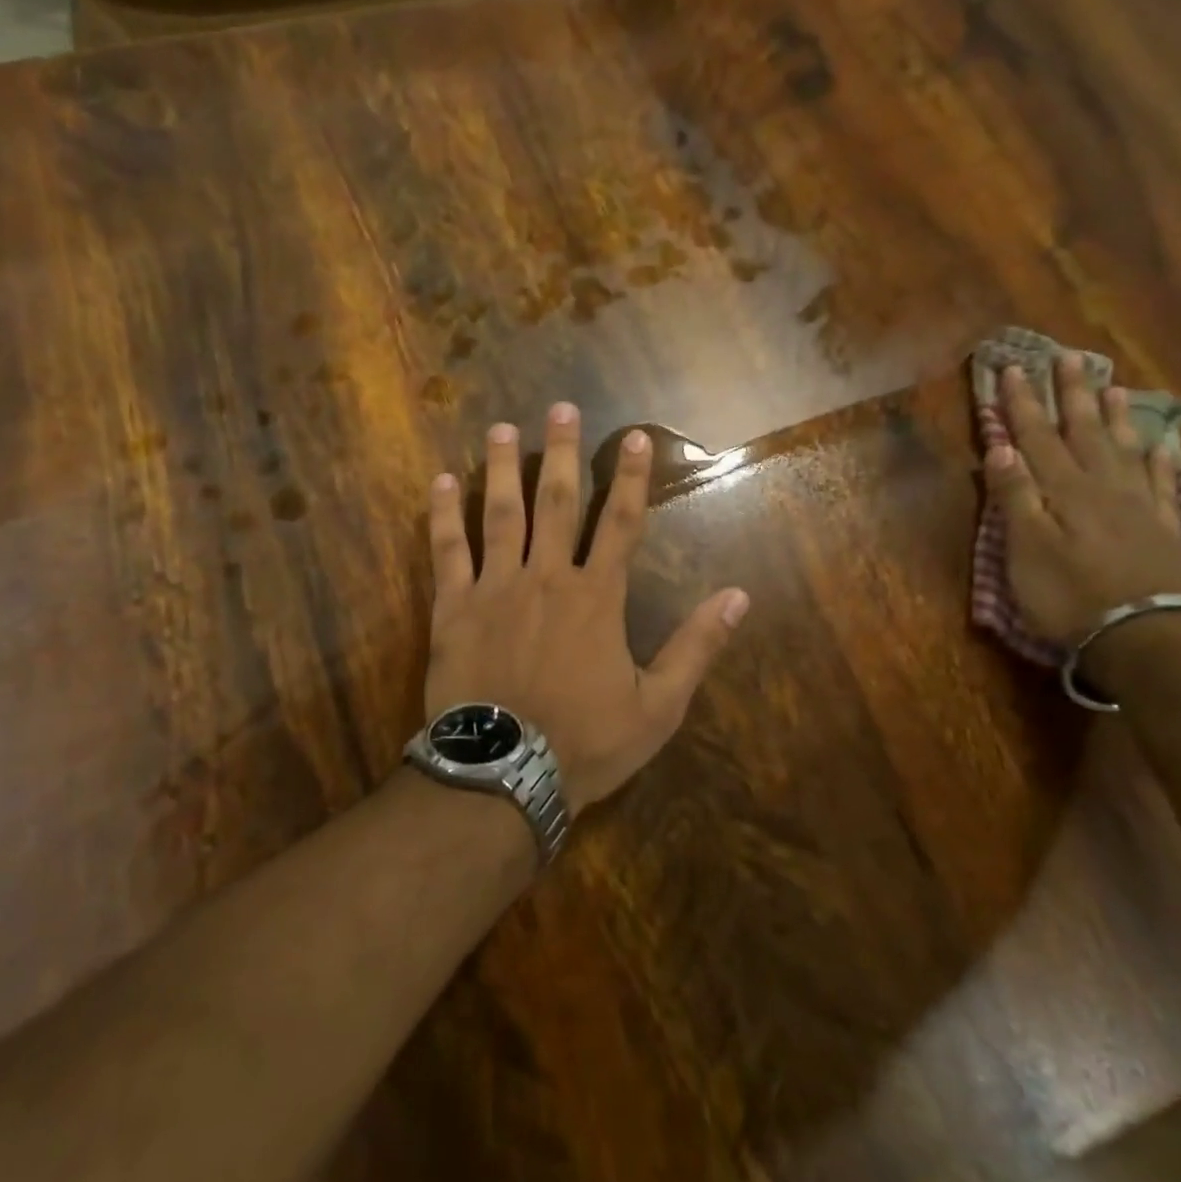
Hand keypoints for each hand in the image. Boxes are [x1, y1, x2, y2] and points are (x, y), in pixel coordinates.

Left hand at [425, 403, 750, 810]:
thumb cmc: (586, 741)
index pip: (623, 524)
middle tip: (559, 408)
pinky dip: (444, 514)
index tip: (634, 437)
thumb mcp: (659, 706)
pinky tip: (441, 481)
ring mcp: (496, 588)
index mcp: (598, 597)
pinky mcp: (454, 607)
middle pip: (559, 503)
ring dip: (504, 468)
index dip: (631, 478)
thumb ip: (697, 647)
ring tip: (503, 428)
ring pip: (501, 514)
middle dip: (563, 453)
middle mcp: (548, 577)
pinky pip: (448, 550)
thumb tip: (739, 596)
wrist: (506, 773)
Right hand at [984, 354, 1180, 643]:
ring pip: (1124, 448)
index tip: (1013, 369)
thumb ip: (1016, 496)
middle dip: (1072, 394)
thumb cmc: (1068, 594)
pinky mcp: (1160, 527)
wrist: (1141, 635)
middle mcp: (1103, 486)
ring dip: (1116, 417)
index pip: (1037, 437)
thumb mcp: (1025, 548)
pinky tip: (1162, 443)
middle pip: (1084, 431)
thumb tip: (1001, 447)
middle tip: (1070, 357)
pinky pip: (1162, 482)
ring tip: (1113, 387)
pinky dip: (1160, 459)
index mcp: (1064, 490)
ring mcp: (1137, 505)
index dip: (1023, 403)